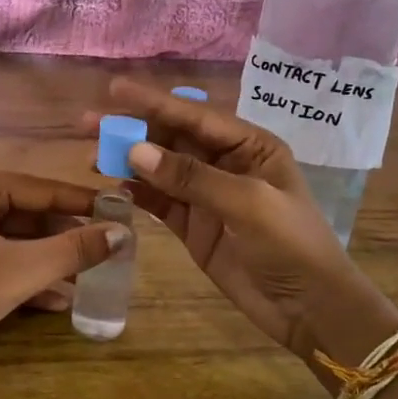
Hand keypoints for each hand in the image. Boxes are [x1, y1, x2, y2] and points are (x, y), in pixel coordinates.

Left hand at [0, 169, 128, 376]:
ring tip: (91, 279)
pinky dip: (27, 277)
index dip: (85, 204)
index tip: (122, 213)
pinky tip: (58, 301)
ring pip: (18, 242)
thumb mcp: (22, 269)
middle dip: (67, 239)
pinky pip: (1, 260)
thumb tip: (122, 234)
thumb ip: (74, 250)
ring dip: (51, 262)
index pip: (45, 190)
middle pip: (31, 215)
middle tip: (108, 252)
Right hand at [87, 80, 397, 366]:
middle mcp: (226, 163)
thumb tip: (136, 151)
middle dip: (133, 129)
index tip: (113, 89)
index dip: (153, 102)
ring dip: (128, 160)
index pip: (195, 116)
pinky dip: (137, 192)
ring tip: (91, 155)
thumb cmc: (292, 246)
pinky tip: (112, 186)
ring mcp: (207, 195)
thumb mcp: (248, 204)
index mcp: (250, 146)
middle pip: (172, 138)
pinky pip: (159, 201)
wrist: (309, 309)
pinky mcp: (194, 225)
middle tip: (88, 124)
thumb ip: (192, 177)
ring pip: (160, 168)